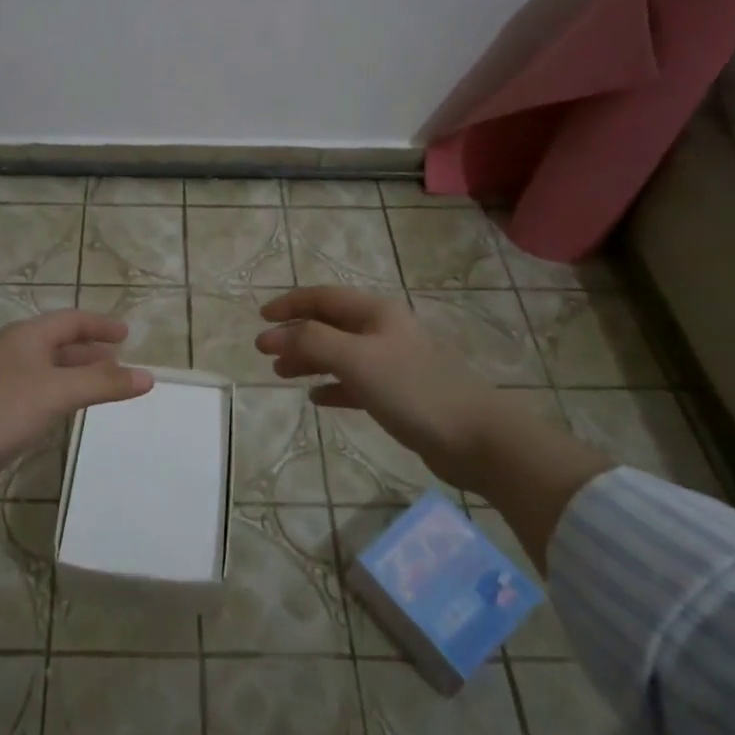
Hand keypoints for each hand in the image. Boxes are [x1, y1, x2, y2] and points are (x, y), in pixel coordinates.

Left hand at [0, 310, 153, 522]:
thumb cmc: (0, 409)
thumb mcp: (58, 393)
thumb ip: (103, 384)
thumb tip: (148, 376)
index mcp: (27, 336)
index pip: (71, 320)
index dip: (100, 325)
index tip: (127, 334)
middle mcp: (12, 350)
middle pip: (58, 342)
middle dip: (89, 351)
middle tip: (118, 362)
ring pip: (45, 368)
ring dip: (74, 374)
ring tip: (99, 387)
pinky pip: (33, 390)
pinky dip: (56, 394)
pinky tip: (62, 412)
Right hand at [254, 287, 511, 490]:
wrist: (475, 438)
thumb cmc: (412, 389)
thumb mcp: (355, 359)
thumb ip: (310, 342)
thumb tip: (269, 335)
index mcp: (375, 313)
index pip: (323, 297)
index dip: (289, 304)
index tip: (259, 318)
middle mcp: (383, 331)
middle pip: (329, 324)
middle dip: (295, 334)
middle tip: (264, 352)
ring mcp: (392, 363)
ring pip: (339, 353)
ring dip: (309, 360)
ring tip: (281, 374)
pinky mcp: (398, 394)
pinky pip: (355, 383)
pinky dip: (333, 386)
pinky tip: (317, 399)